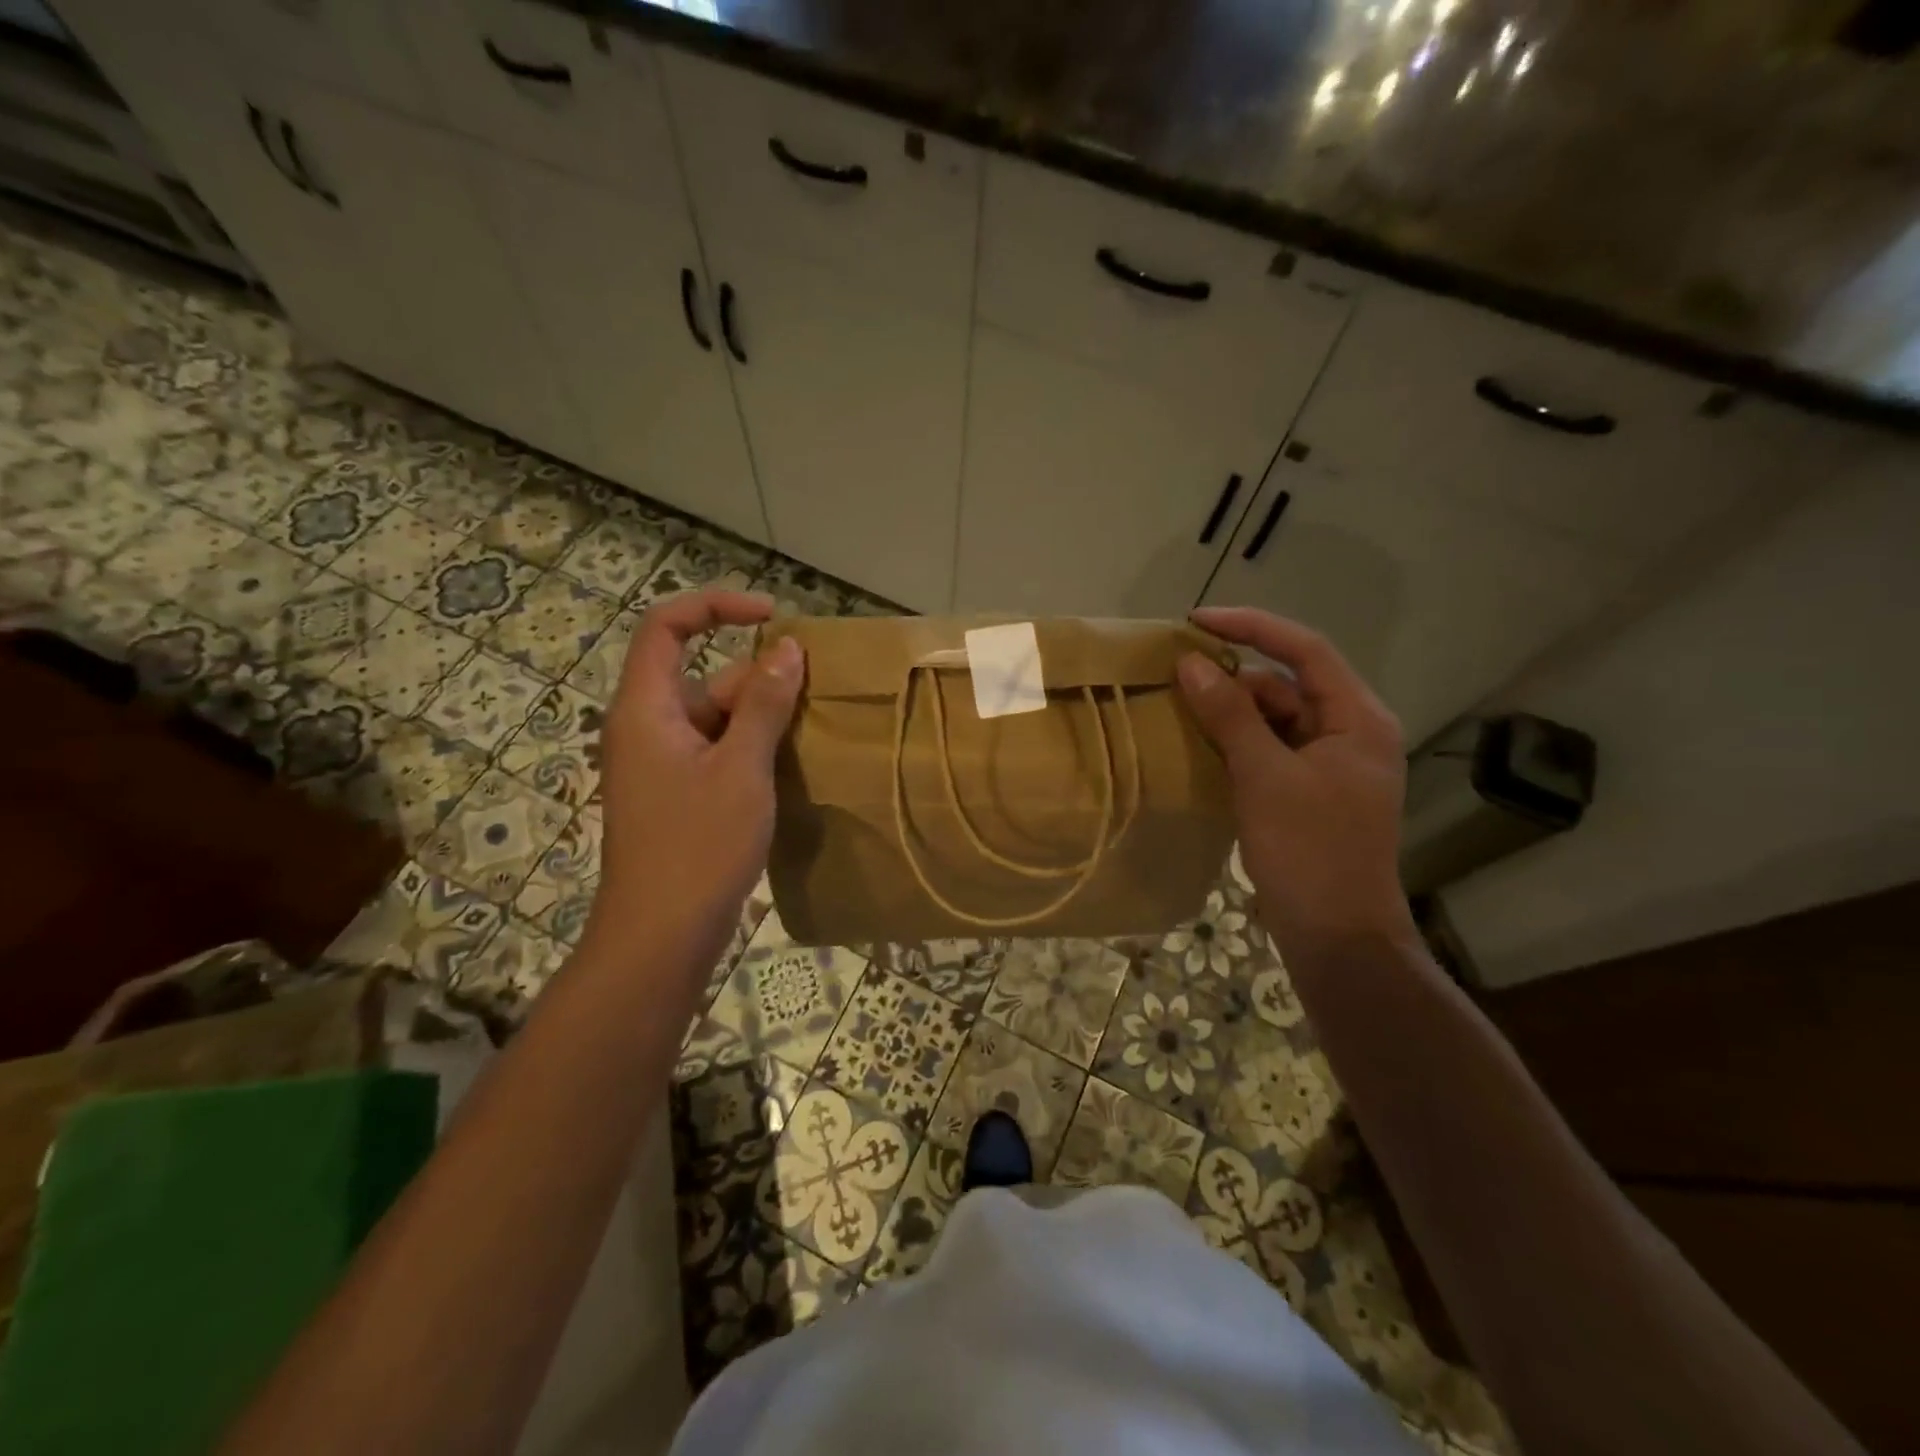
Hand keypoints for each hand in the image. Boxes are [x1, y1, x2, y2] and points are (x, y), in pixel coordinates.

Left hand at [584, 589, 804, 981]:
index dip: (715, 606)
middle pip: (704, 676)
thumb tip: (788, 648)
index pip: (666, 627)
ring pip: (716, 717)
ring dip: (762, 718)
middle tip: (814, 697)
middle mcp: (647, 727)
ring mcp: (662, 764)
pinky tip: (791, 765)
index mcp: (646, 709)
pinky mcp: (678, 794)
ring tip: (813, 731)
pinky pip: (717, 750)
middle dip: (759, 678)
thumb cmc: (698, 846)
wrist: (660, 936)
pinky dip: (752, 749)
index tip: (771, 616)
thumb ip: (765, 704)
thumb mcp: (741, 768)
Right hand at [1178, 607, 1415, 954]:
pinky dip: (1237, 743)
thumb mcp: (1264, 775)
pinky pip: (1269, 749)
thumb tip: (1190, 663)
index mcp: (1357, 719)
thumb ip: (1229, 715)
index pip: (1304, 651)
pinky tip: (1199, 746)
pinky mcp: (1308, 791)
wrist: (1337, 935)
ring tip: (1179, 709)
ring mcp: (1329, 764)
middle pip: (1286, 685)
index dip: (1251, 627)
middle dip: (1233, 677)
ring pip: (1274, 719)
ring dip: (1231, 712)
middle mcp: (1349, 732)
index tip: (1197, 621)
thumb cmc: (1309, 850)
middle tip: (1176, 676)